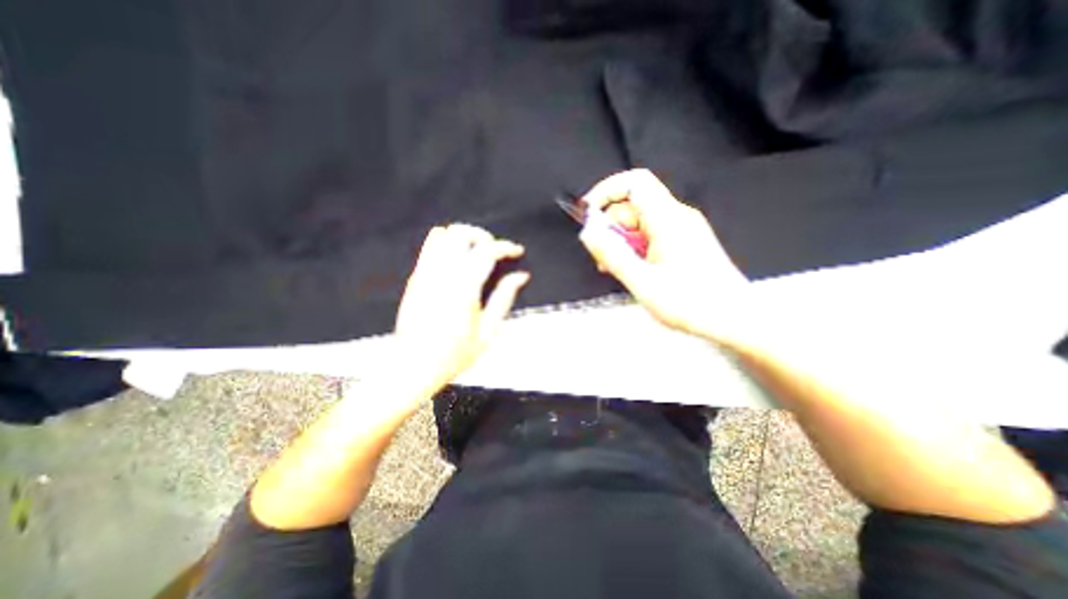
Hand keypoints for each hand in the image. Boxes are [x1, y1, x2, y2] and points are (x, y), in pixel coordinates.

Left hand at [391, 222, 529, 389]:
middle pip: (462, 233)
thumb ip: (504, 298)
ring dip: (464, 237)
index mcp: (465, 289)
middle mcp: (443, 276)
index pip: (487, 251)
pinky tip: (456, 258)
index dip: (506, 247)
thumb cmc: (455, 354)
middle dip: (483, 236)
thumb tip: (521, 276)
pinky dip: (445, 242)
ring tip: (476, 252)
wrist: (414, 365)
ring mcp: (426, 274)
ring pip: (444, 235)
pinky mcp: (416, 278)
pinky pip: (429, 246)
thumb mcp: (488, 332)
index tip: (517, 251)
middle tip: (494, 251)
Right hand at [582, 169, 743, 337]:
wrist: (735, 319)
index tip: (588, 214)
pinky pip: (651, 234)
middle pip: (634, 204)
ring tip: (617, 270)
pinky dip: (635, 247)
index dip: (606, 191)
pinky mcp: (684, 241)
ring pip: (640, 221)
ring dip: (621, 240)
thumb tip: (588, 232)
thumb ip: (612, 255)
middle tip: (603, 258)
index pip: (634, 182)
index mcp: (669, 220)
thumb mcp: (643, 282)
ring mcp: (683, 228)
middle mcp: (677, 216)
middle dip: (611, 226)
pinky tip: (634, 270)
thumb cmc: (690, 303)